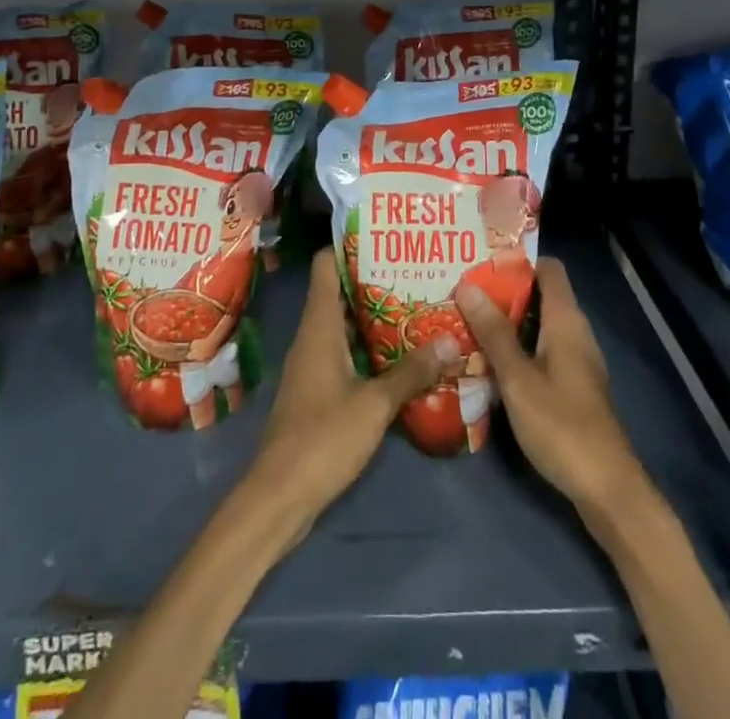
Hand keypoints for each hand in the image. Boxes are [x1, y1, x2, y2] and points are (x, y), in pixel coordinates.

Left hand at [246, 249, 455, 540]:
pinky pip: (345, 351)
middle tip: (415, 267)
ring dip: (374, 313)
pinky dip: (369, 345)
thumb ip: (411, 371)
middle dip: (374, 277)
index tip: (385, 234)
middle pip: (339, 291)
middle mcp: (312, 335)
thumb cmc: (322, 439)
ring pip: (344, 323)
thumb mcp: (374, 404)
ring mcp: (313, 363)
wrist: (279, 496)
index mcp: (318, 325)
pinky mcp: (318, 389)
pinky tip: (401, 352)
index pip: (325, 265)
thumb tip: (451, 339)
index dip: (349, 244)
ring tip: (417, 302)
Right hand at [456, 256, 643, 512]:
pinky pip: (542, 349)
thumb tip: (466, 285)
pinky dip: (518, 347)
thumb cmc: (562, 426)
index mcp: (566, 321)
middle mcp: (575, 332)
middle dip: (502, 291)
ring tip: (466, 320)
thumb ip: (493, 332)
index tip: (480, 262)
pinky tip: (488, 360)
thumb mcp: (518, 378)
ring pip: (538, 325)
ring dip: (506, 322)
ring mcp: (576, 360)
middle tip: (462, 291)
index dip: (517, 260)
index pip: (548, 268)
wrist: (607, 490)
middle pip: (540, 295)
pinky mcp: (573, 385)